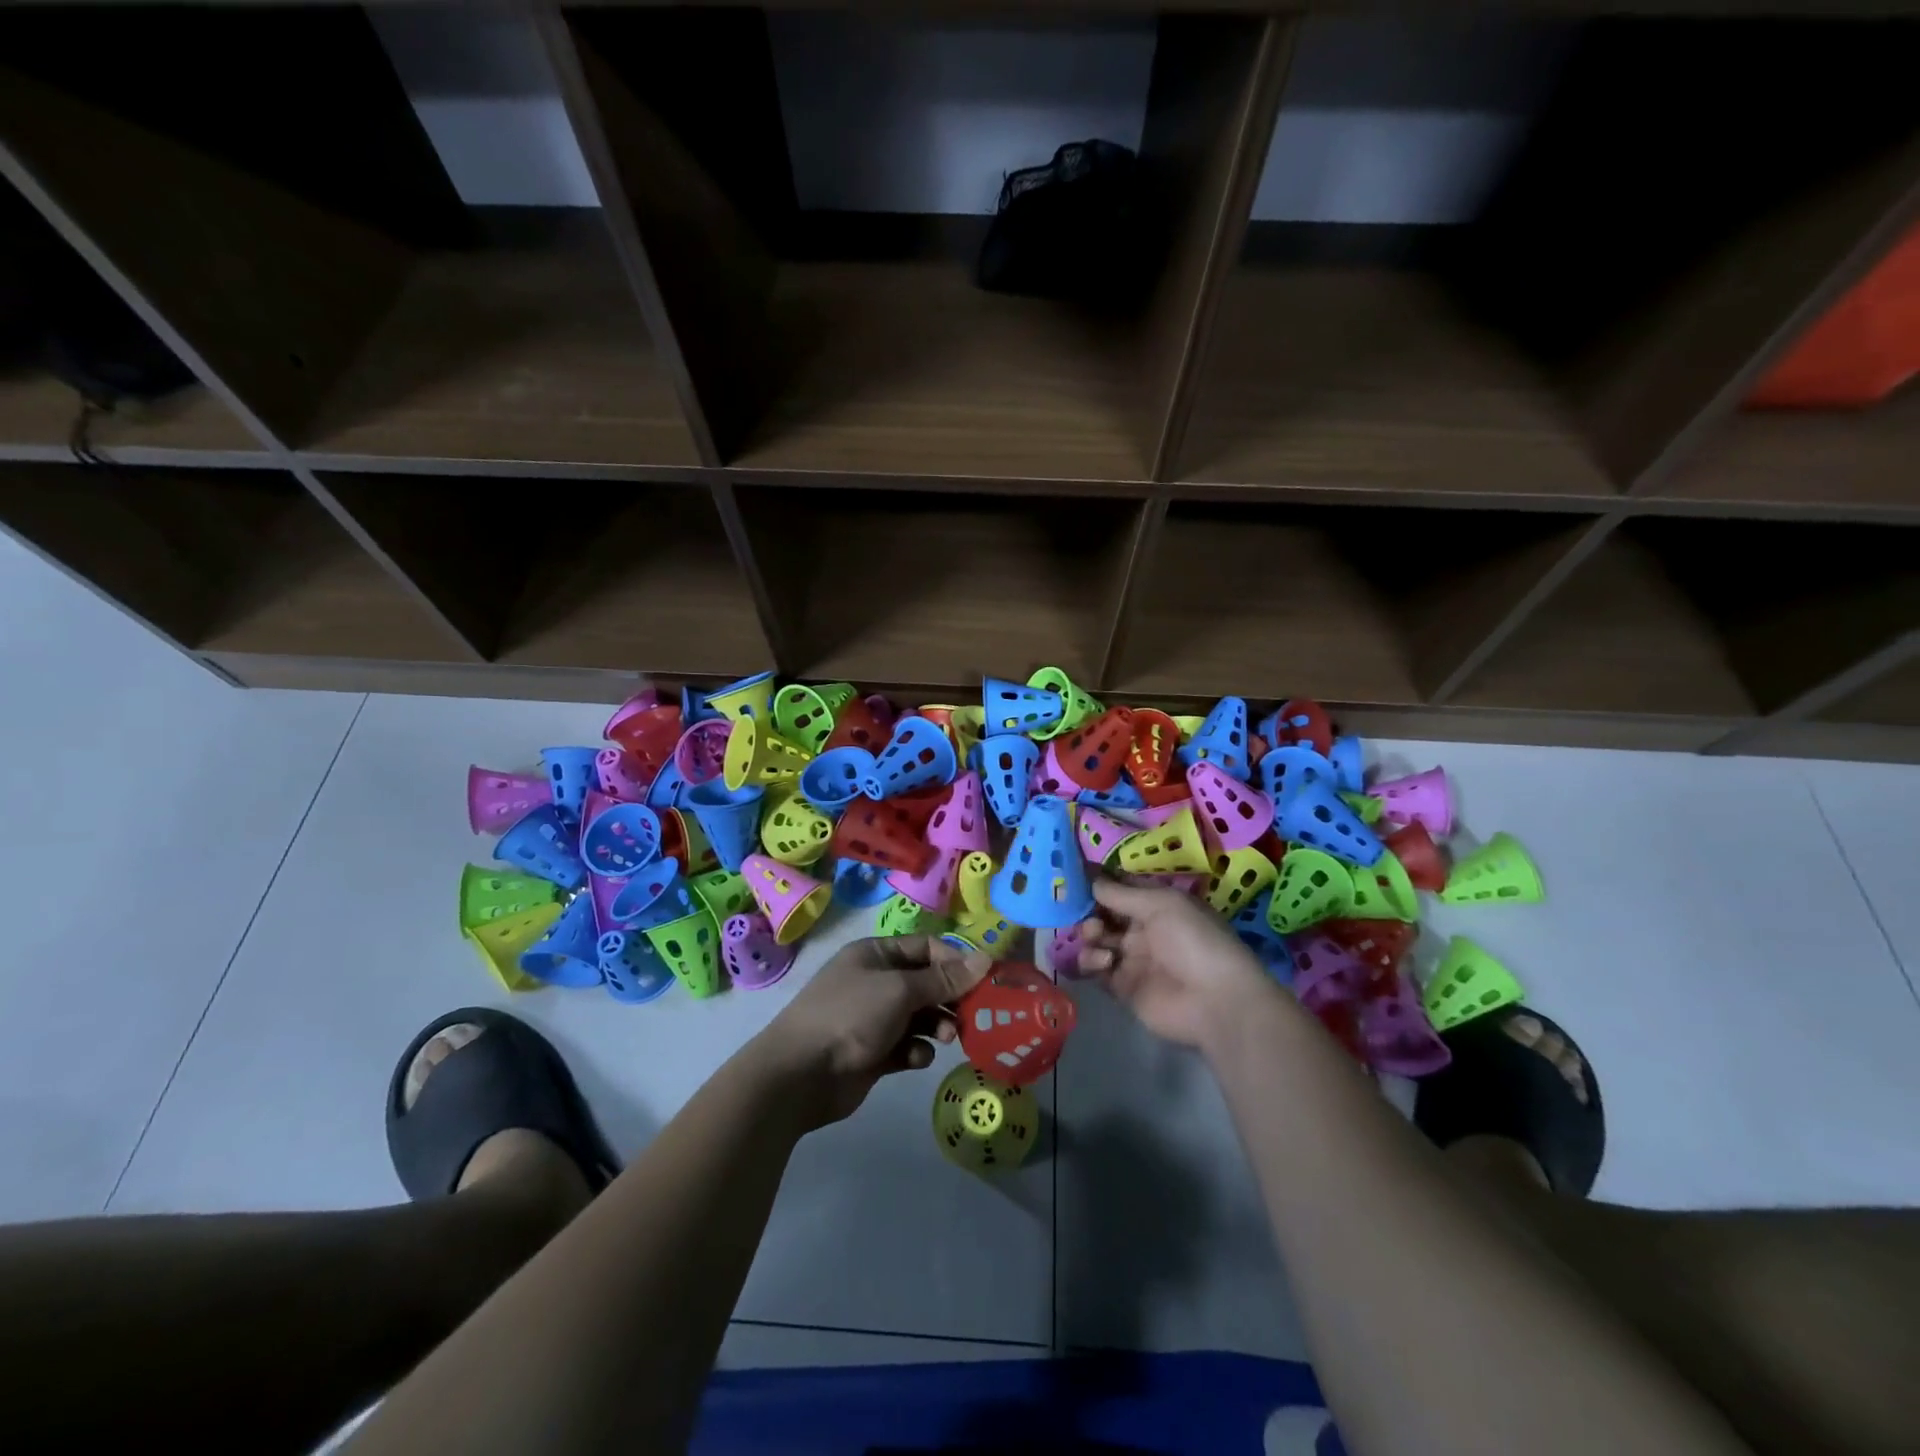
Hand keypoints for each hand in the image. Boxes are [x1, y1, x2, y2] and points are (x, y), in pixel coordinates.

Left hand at [749, 935, 990, 1127]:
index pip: (926, 948)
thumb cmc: (851, 1016)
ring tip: (947, 1038)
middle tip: (973, 1015)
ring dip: (938, 1025)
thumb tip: (985, 958)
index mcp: (876, 954)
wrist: (799, 1075)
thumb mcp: (900, 990)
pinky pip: (907, 1046)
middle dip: (950, 997)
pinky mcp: (874, 1053)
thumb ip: (944, 978)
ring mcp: (873, 1018)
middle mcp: (876, 982)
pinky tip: (917, 1059)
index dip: (955, 961)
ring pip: (920, 1016)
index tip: (983, 981)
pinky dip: (917, 1051)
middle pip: (926, 983)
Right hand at [1078, 879, 1278, 1049]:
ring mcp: (1131, 958)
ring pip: (1095, 940)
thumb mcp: (1161, 904)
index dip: (1097, 881)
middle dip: (1088, 909)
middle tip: (1083, 912)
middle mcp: (1142, 928)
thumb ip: (1120, 893)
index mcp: (1156, 904)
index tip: (1070, 874)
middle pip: (1102, 913)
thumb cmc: (1193, 941)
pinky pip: (1095, 969)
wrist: (1215, 1001)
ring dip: (1089, 934)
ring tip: (1096, 937)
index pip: (1119, 887)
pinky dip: (1090, 961)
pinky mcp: (1122, 987)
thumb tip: (1090, 878)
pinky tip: (1103, 963)